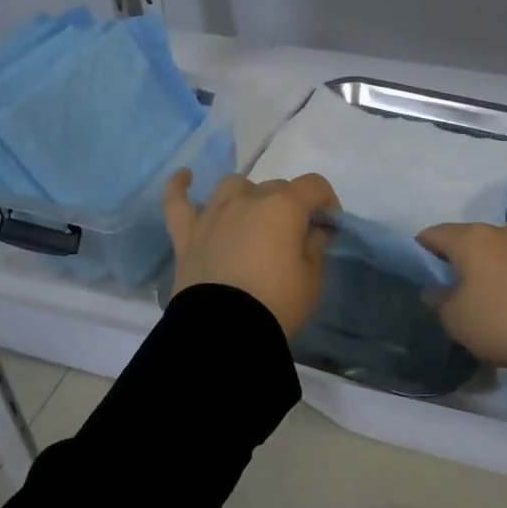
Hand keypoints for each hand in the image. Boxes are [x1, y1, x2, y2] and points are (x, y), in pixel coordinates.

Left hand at [164, 170, 337, 338]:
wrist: (225, 330)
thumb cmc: (277, 303)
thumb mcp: (311, 278)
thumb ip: (315, 246)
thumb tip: (314, 230)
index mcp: (284, 206)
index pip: (313, 186)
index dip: (326, 201)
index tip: (329, 225)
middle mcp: (247, 200)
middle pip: (275, 187)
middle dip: (290, 205)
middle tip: (293, 236)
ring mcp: (214, 214)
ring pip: (233, 186)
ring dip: (248, 195)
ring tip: (253, 217)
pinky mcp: (187, 234)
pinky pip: (177, 201)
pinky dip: (180, 187)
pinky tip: (185, 177)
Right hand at [417, 222, 506, 371]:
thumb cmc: (499, 321)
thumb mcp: (455, 319)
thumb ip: (438, 300)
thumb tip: (436, 289)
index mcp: (470, 238)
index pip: (433, 234)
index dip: (420, 251)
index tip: (419, 274)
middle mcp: (499, 232)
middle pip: (466, 238)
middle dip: (454, 257)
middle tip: (448, 286)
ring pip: (494, 249)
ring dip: (483, 265)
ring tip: (480, 294)